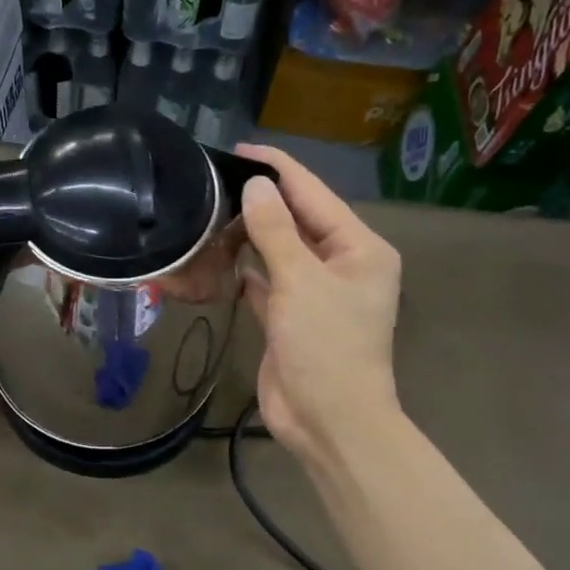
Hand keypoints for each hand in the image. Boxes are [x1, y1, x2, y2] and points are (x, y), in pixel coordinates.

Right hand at [235, 145, 403, 467]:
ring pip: (279, 250)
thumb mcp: (300, 281)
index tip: (239, 149)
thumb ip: (276, 231)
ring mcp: (315, 291)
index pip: (314, 193)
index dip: (277, 169)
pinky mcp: (289, 315)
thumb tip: (255, 187)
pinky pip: (266, 280)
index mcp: (359, 247)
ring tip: (210, 209)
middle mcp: (341, 263)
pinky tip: (218, 255)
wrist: (329, 421)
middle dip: (261, 200)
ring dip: (250, 233)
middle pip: (297, 219)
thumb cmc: (325, 346)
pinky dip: (245, 268)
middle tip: (214, 180)